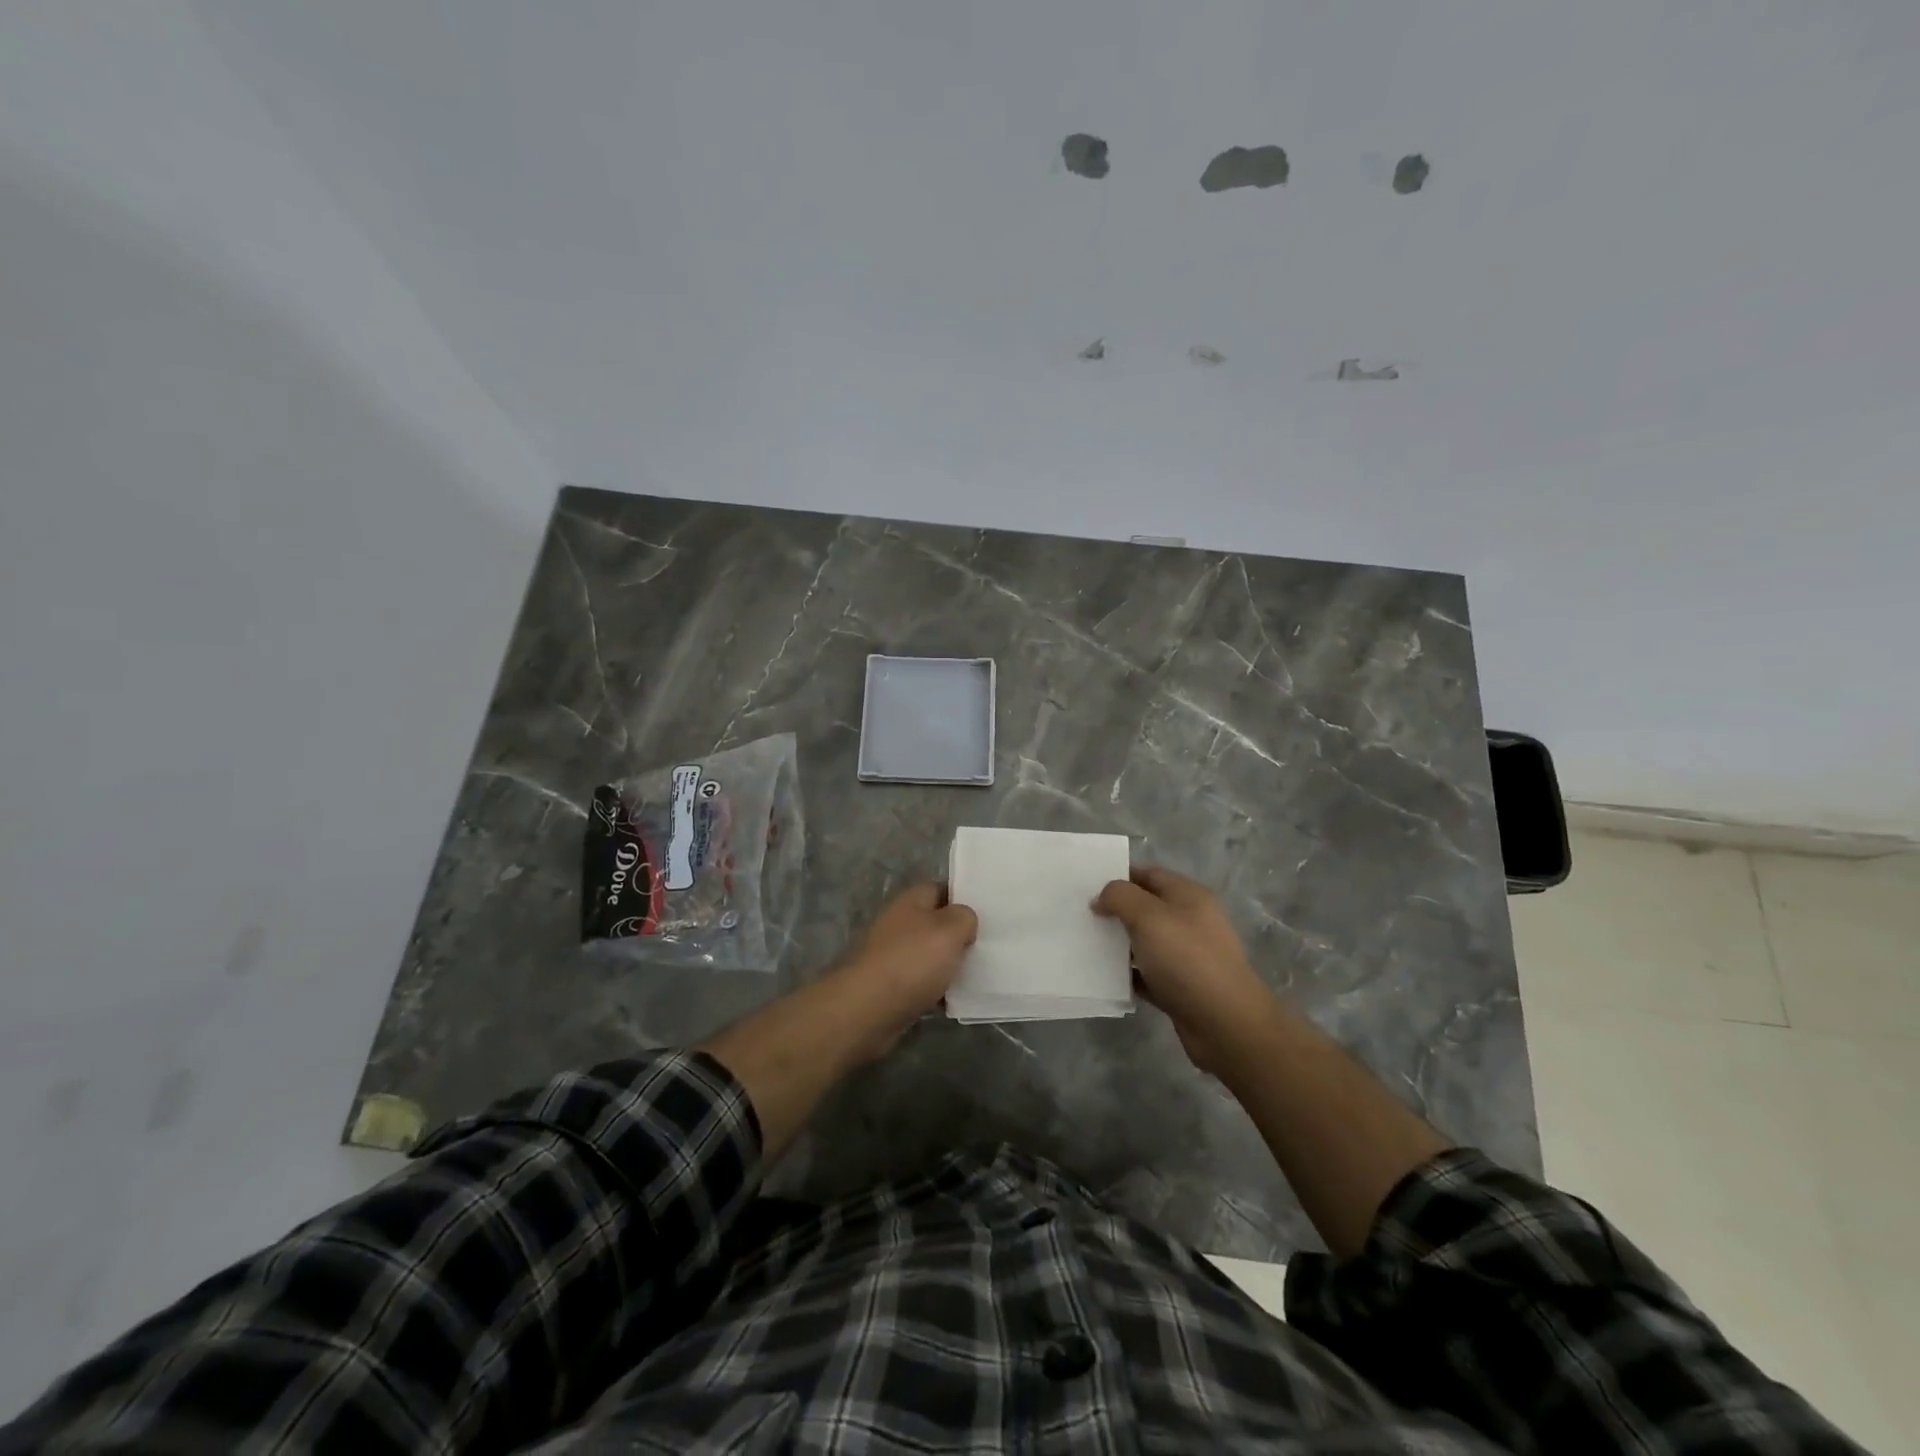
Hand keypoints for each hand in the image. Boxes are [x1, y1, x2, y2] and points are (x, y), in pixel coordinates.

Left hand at [831, 883, 978, 1057]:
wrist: (867, 1010)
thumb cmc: (911, 961)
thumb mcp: (950, 929)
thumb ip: (965, 917)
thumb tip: (964, 920)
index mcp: (911, 901)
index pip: (942, 889)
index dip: (964, 899)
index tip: (989, 913)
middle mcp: (900, 924)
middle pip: (936, 924)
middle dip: (960, 936)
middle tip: (989, 946)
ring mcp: (893, 956)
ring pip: (931, 955)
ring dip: (950, 965)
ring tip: (980, 974)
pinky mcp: (891, 987)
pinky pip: (923, 983)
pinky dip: (938, 991)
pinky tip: (956, 1000)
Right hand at [1094, 865, 1275, 1075]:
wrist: (1226, 1024)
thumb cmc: (1187, 960)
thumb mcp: (1149, 916)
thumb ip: (1120, 897)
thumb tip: (1101, 899)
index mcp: (1188, 896)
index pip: (1148, 874)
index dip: (1118, 876)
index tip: (1086, 886)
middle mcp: (1190, 921)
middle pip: (1145, 908)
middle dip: (1115, 910)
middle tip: (1080, 916)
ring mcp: (1187, 956)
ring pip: (1144, 942)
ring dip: (1118, 944)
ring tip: (1084, 944)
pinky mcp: (1180, 987)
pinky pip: (1147, 973)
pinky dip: (1128, 974)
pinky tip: (1104, 976)